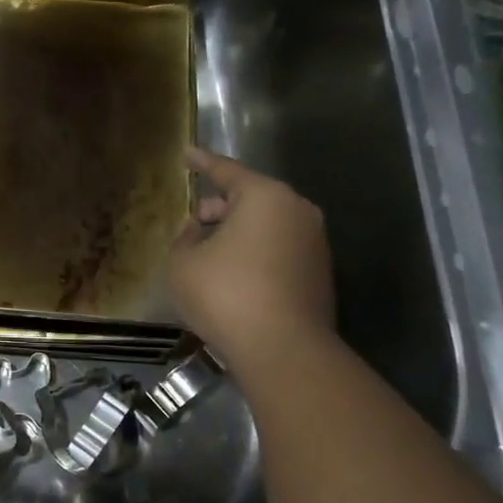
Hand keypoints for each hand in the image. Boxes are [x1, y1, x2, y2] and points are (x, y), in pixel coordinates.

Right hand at [169, 148, 334, 368]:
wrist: (283, 349)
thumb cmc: (225, 295)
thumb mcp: (183, 263)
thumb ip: (184, 238)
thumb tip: (197, 232)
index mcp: (264, 196)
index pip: (227, 171)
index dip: (202, 162)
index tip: (187, 153)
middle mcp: (296, 211)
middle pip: (251, 198)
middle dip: (220, 206)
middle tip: (195, 220)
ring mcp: (314, 243)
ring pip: (267, 226)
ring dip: (238, 233)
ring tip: (210, 253)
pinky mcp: (319, 273)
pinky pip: (279, 250)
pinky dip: (255, 254)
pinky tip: (234, 277)